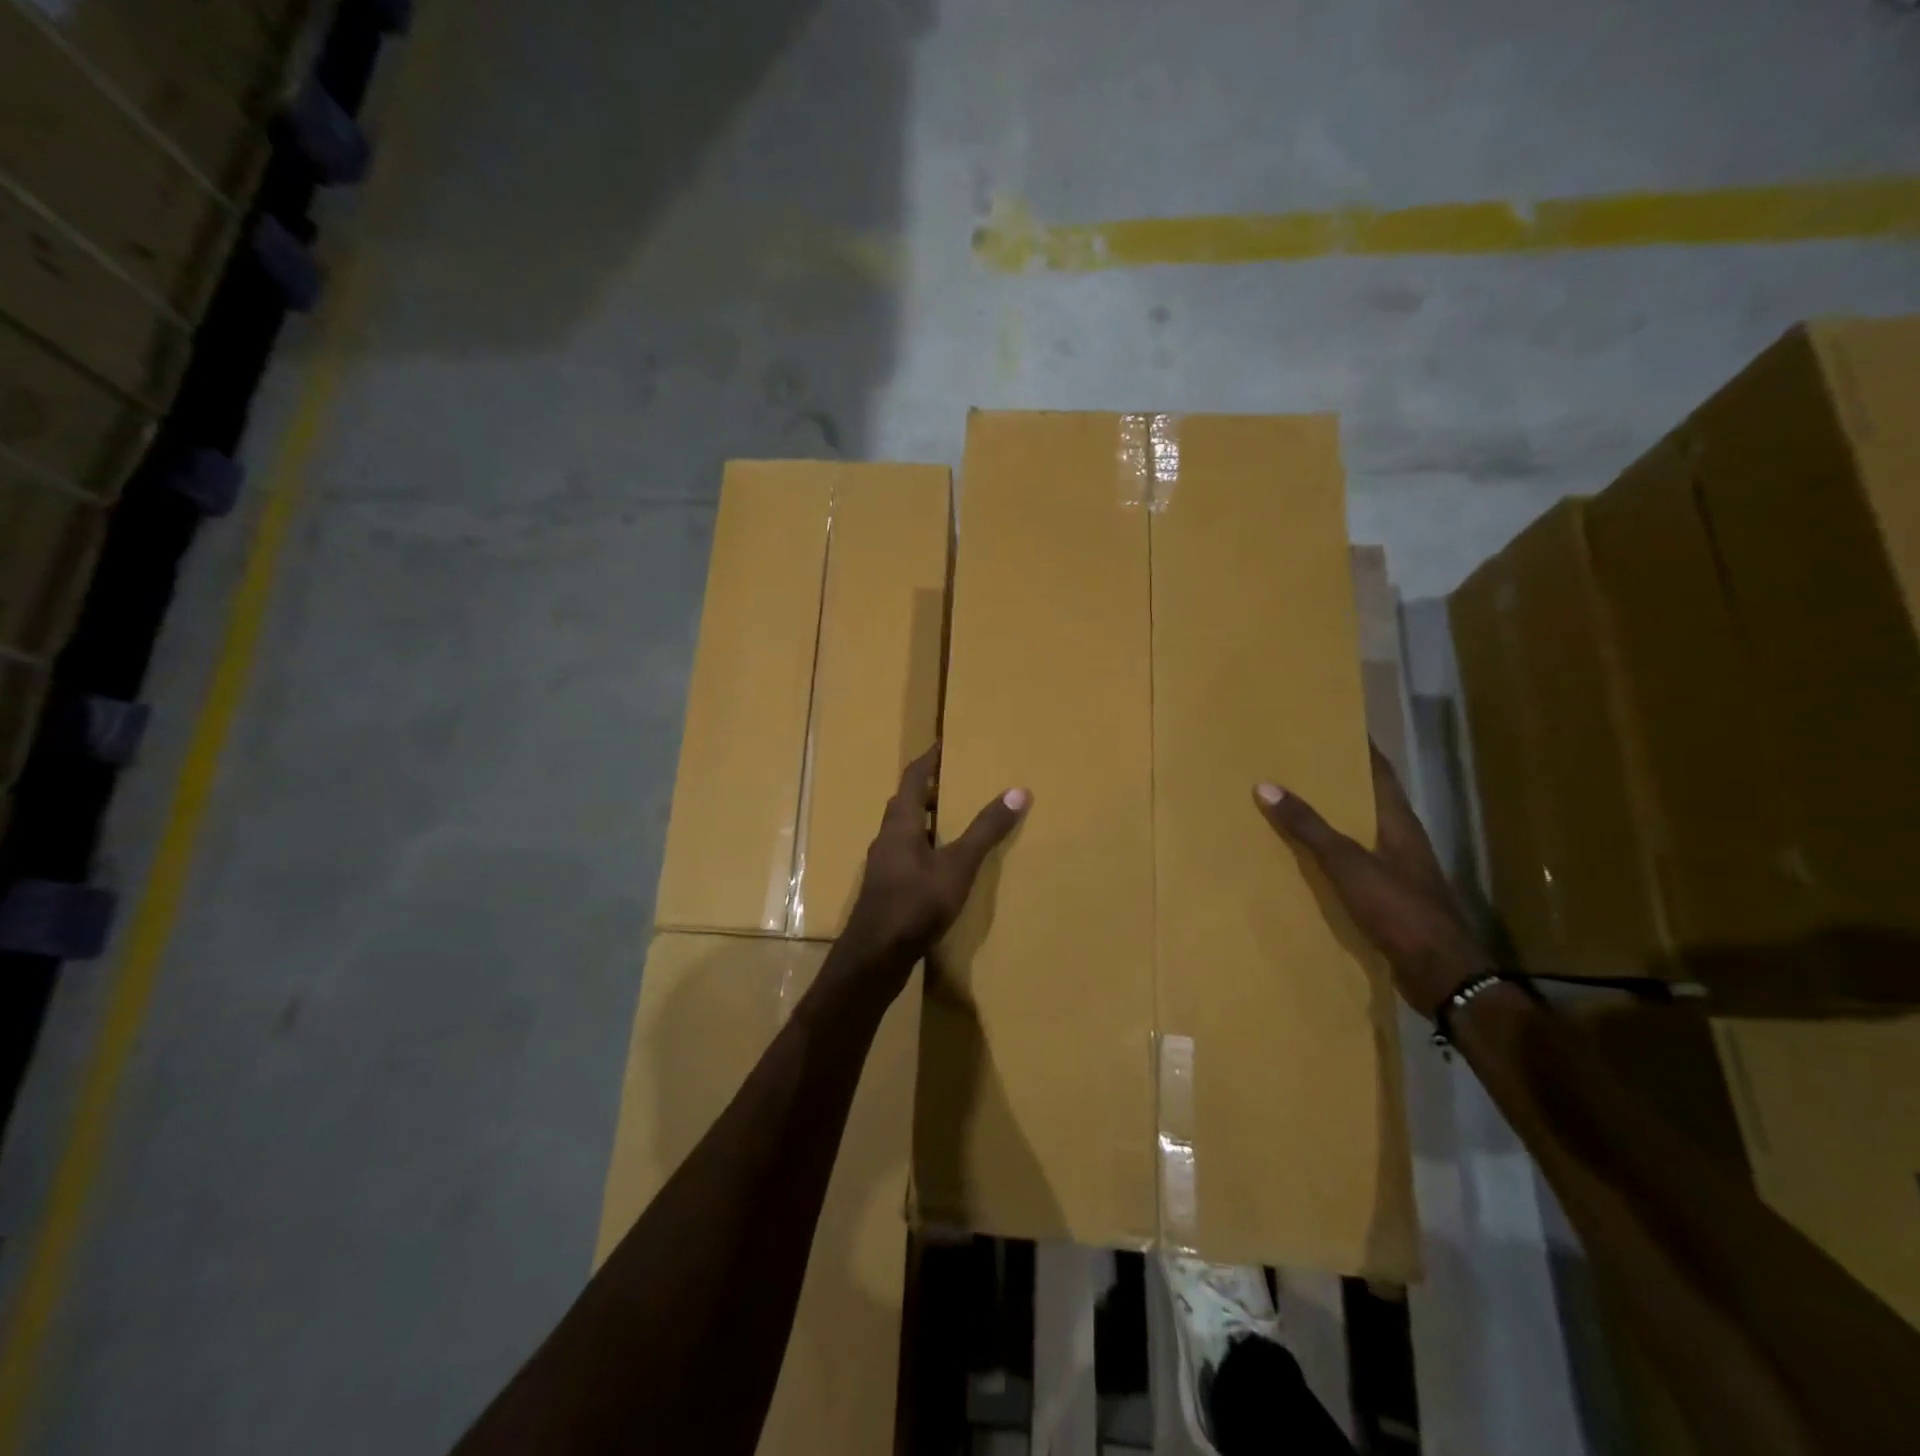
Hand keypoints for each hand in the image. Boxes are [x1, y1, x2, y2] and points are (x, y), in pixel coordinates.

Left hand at [842, 744, 1030, 966]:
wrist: (875, 958)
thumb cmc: (915, 904)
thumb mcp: (957, 865)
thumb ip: (985, 830)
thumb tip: (1018, 790)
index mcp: (900, 824)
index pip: (912, 778)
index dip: (928, 760)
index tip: (944, 744)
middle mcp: (887, 839)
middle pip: (906, 804)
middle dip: (928, 789)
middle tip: (957, 781)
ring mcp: (883, 866)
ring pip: (905, 832)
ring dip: (927, 820)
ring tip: (955, 820)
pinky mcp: (886, 890)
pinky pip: (907, 856)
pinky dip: (925, 848)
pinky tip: (942, 865)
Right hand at [1254, 743, 1483, 1018]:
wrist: (1440, 973)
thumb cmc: (1399, 910)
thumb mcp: (1348, 865)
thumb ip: (1309, 828)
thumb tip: (1266, 786)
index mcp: (1400, 824)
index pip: (1381, 773)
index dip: (1361, 748)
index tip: (1334, 726)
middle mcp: (1402, 842)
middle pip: (1369, 801)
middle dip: (1338, 783)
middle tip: (1298, 765)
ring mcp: (1399, 873)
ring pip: (1360, 834)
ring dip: (1333, 821)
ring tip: (1294, 807)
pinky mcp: (1390, 900)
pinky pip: (1355, 866)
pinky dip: (1331, 856)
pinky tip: (1307, 861)